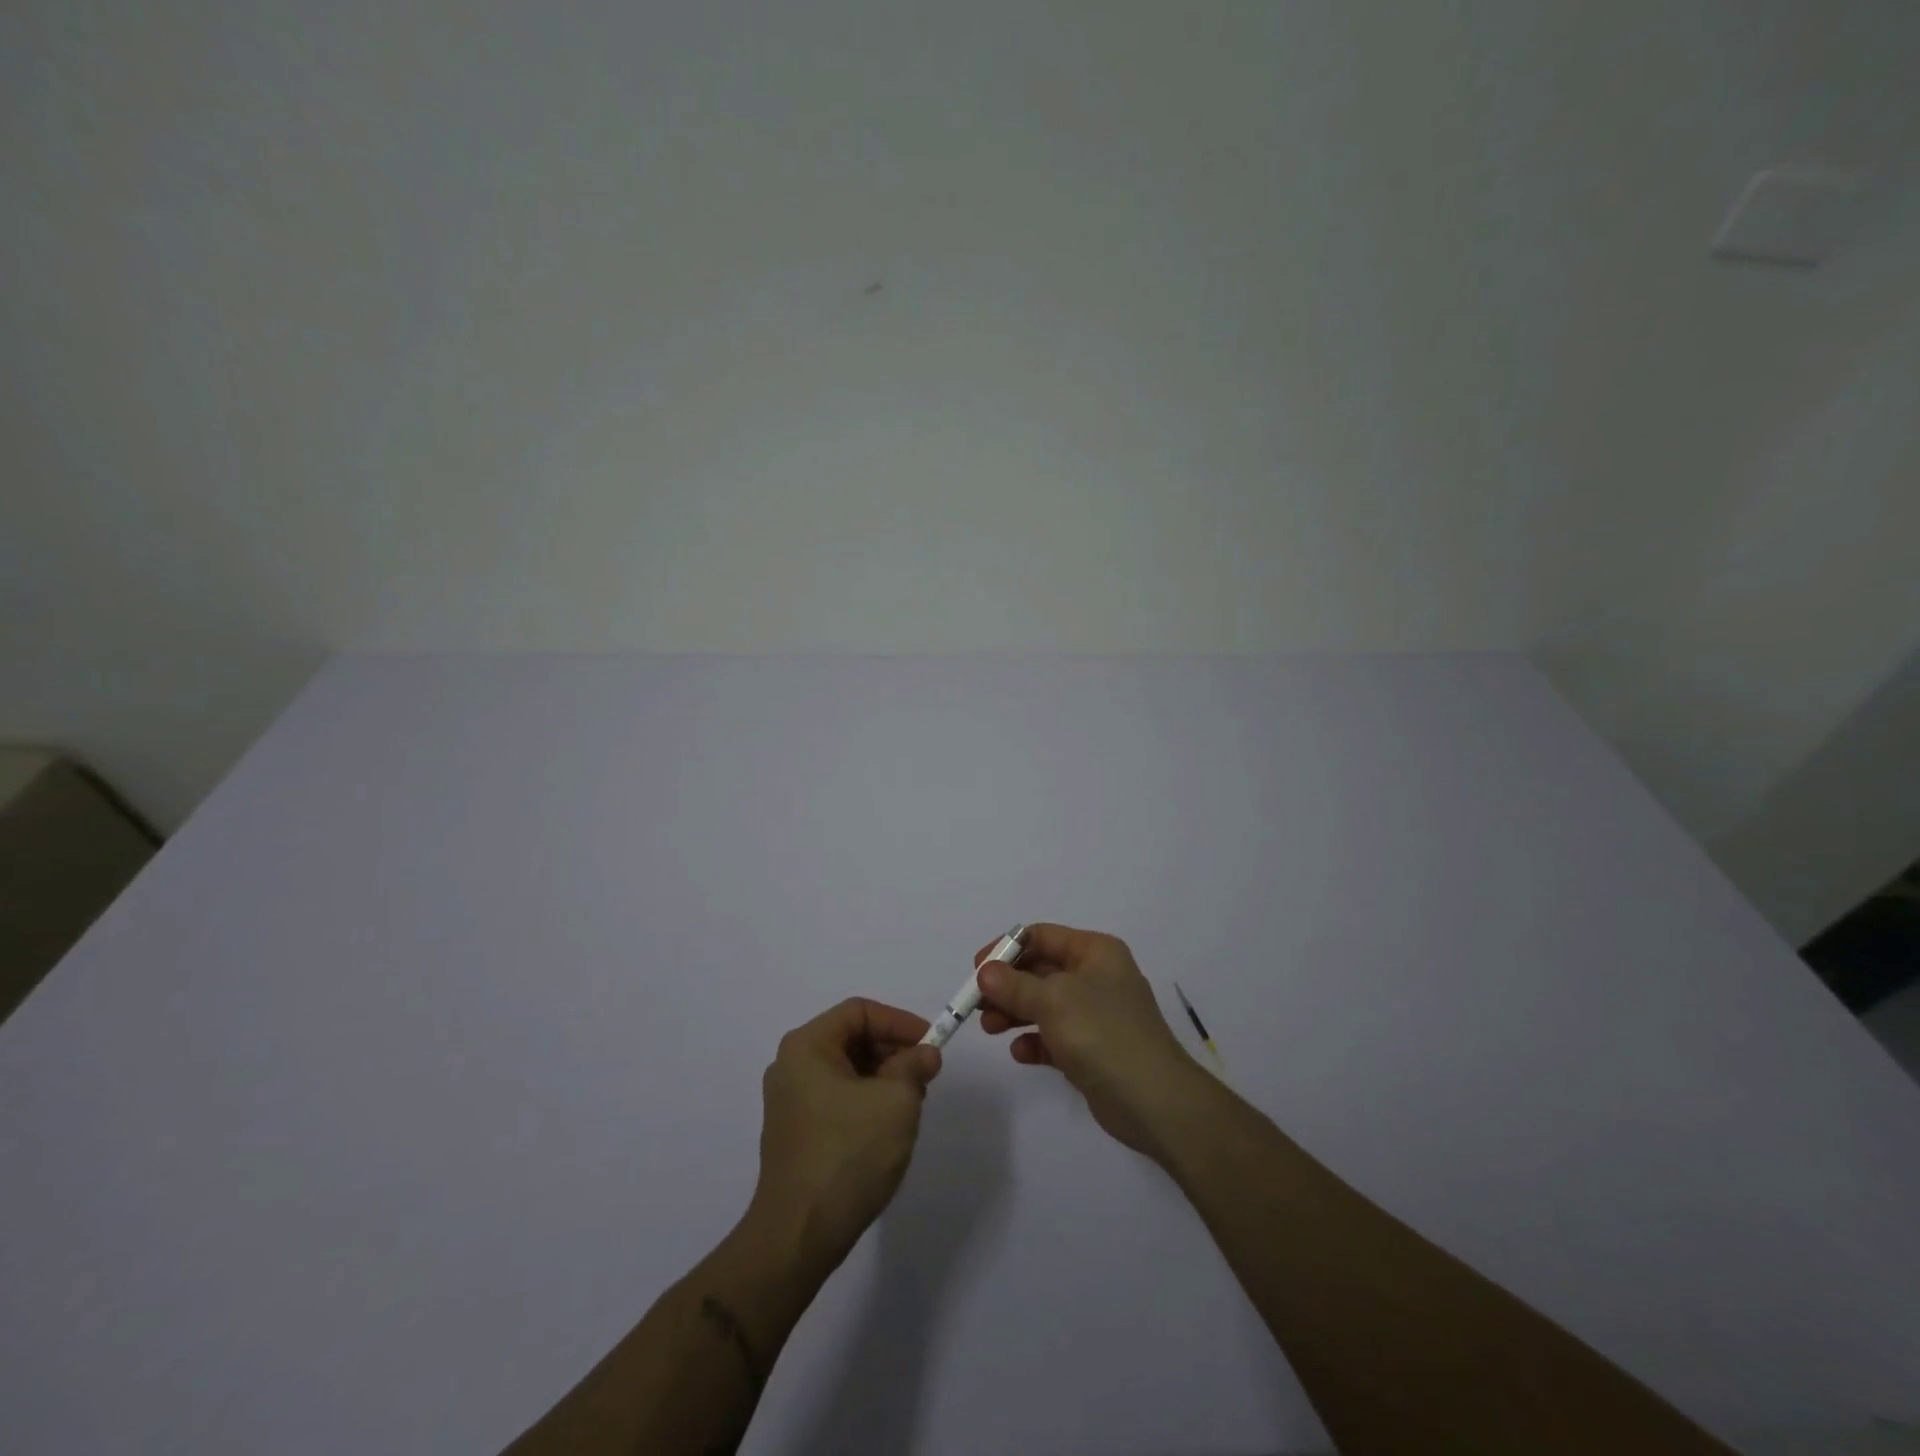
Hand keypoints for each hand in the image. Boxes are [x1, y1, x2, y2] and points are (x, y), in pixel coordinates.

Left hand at [751, 998, 942, 1269]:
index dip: (899, 1021)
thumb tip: (925, 1054)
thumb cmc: (848, 1154)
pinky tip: (887, 1128)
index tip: (930, 1044)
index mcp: (807, 1046)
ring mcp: (789, 1102)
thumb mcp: (896, 1101)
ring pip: (847, 1071)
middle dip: (893, 1051)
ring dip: (883, 1078)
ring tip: (911, 1104)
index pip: (859, 1012)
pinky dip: (866, 1101)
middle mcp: (791, 1066)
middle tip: (925, 1075)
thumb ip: (914, 1066)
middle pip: (851, 1039)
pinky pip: (837, 1099)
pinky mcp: (795, 1133)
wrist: (798, 1235)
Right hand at [976, 923, 1206, 1158]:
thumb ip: (1014, 985)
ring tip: (990, 1029)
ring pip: (1044, 1005)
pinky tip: (1021, 1053)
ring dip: (1014, 1013)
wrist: (1153, 1100)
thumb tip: (985, 972)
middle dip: (1007, 986)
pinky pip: (1055, 1037)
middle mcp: (1097, 977)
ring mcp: (1096, 1014)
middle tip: (977, 1004)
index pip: (1042, 937)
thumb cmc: (1102, 1033)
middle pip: (1040, 971)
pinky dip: (1035, 1041)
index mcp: (1095, 952)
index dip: (1007, 949)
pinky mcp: (1093, 1049)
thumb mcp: (1053, 1000)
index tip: (977, 969)